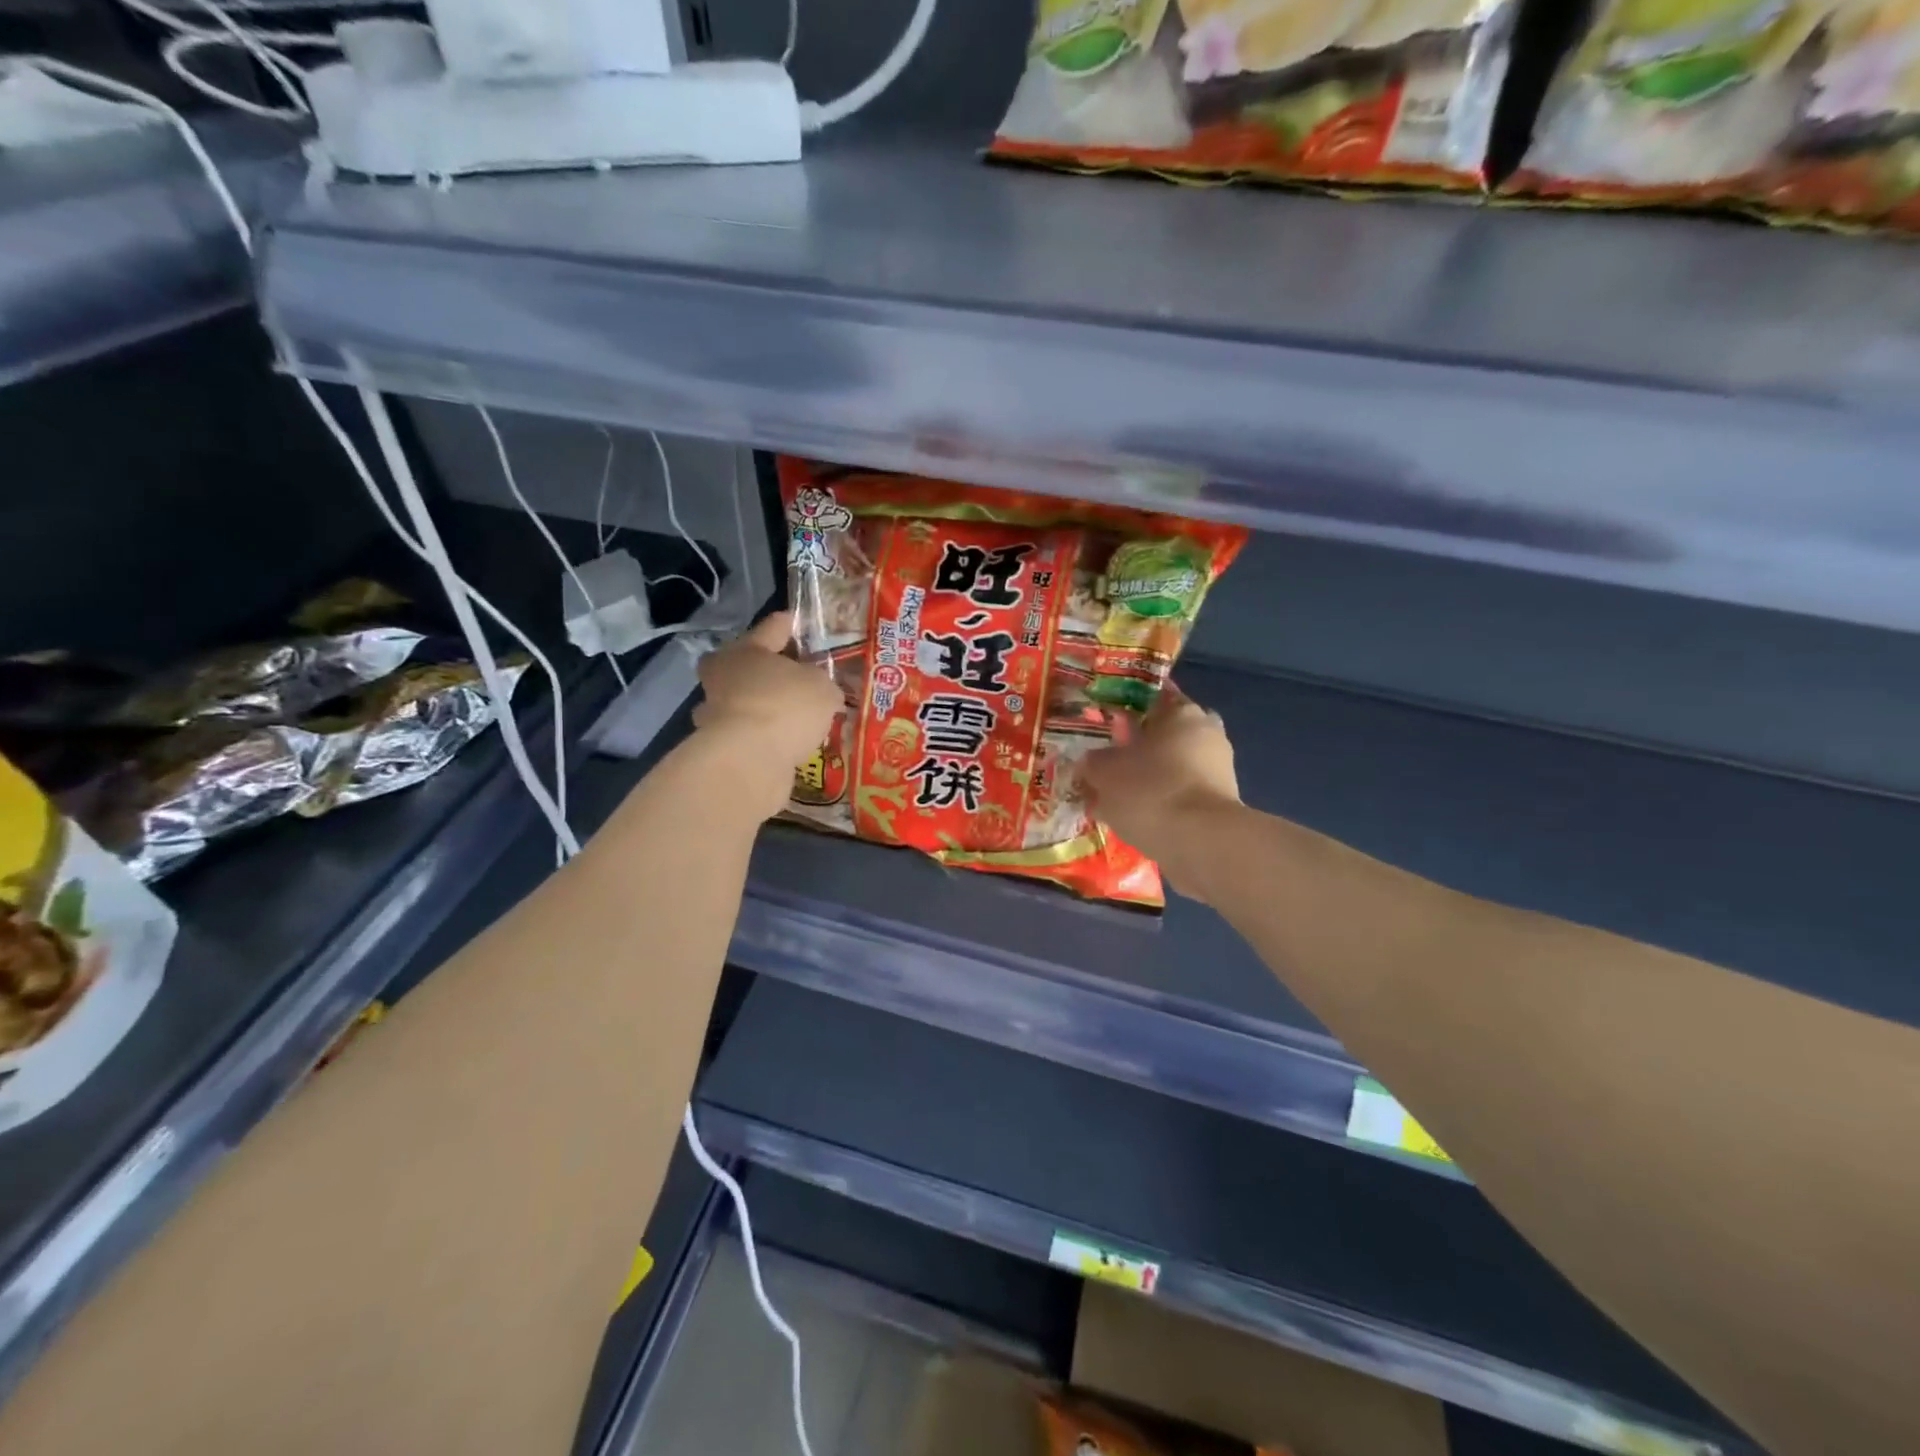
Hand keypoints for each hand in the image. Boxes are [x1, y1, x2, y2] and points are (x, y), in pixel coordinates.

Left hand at [694, 612, 842, 819]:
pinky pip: (747, 736)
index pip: (770, 629)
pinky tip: (786, 745)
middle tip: (788, 676)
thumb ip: (821, 684)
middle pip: (743, 666)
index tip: (796, 621)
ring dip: (760, 708)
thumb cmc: (786, 707)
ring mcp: (715, 715)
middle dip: (762, 670)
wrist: (749, 761)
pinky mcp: (719, 749)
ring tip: (792, 720)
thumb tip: (819, 692)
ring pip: (741, 703)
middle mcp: (723, 678)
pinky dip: (763, 738)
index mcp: (746, 651)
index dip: (786, 624)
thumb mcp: (821, 687)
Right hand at [1081, 684, 1240, 897]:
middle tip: (1111, 763)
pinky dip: (1164, 800)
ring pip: (1175, 765)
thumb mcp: (1104, 772)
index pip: (1150, 699)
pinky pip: (1183, 793)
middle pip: (1165, 734)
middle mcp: (1207, 731)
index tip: (1106, 727)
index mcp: (1181, 711)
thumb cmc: (1150, 790)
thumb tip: (1089, 762)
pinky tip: (1140, 816)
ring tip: (1119, 797)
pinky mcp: (1222, 802)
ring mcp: (1220, 768)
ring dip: (1152, 776)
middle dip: (1140, 747)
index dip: (1125, 712)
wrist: (1200, 842)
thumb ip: (1093, 762)